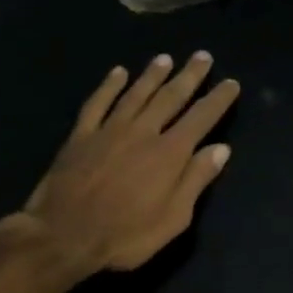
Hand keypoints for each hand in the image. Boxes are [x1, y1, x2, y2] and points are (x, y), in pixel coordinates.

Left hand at [9, 52, 239, 279]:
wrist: (62, 237)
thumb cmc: (125, 235)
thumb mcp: (174, 218)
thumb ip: (196, 180)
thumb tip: (221, 149)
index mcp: (170, 153)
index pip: (201, 118)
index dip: (218, 99)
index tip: (231, 83)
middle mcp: (143, 132)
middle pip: (171, 97)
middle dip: (189, 76)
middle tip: (202, 56)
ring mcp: (109, 131)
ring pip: (136, 94)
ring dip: (153, 74)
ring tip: (165, 58)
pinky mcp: (81, 136)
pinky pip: (97, 103)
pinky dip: (108, 86)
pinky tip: (117, 72)